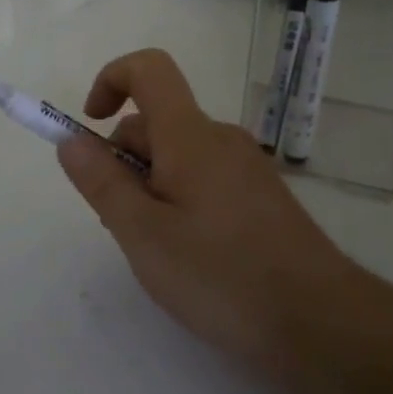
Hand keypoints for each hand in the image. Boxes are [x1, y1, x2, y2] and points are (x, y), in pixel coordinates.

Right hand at [56, 48, 353, 366]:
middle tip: (121, 221)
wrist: (322, 324)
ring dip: (149, 185)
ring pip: (178, 156)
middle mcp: (221, 139)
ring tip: (154, 247)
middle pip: (157, 121)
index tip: (91, 126)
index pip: (149, 69)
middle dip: (123, 157)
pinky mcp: (261, 199)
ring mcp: (246, 169)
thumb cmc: (221, 275)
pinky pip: (204, 179)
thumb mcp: (142, 233)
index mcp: (190, 136)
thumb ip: (102, 182)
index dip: (110, 80)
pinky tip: (189, 255)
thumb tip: (70, 139)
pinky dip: (178, 200)